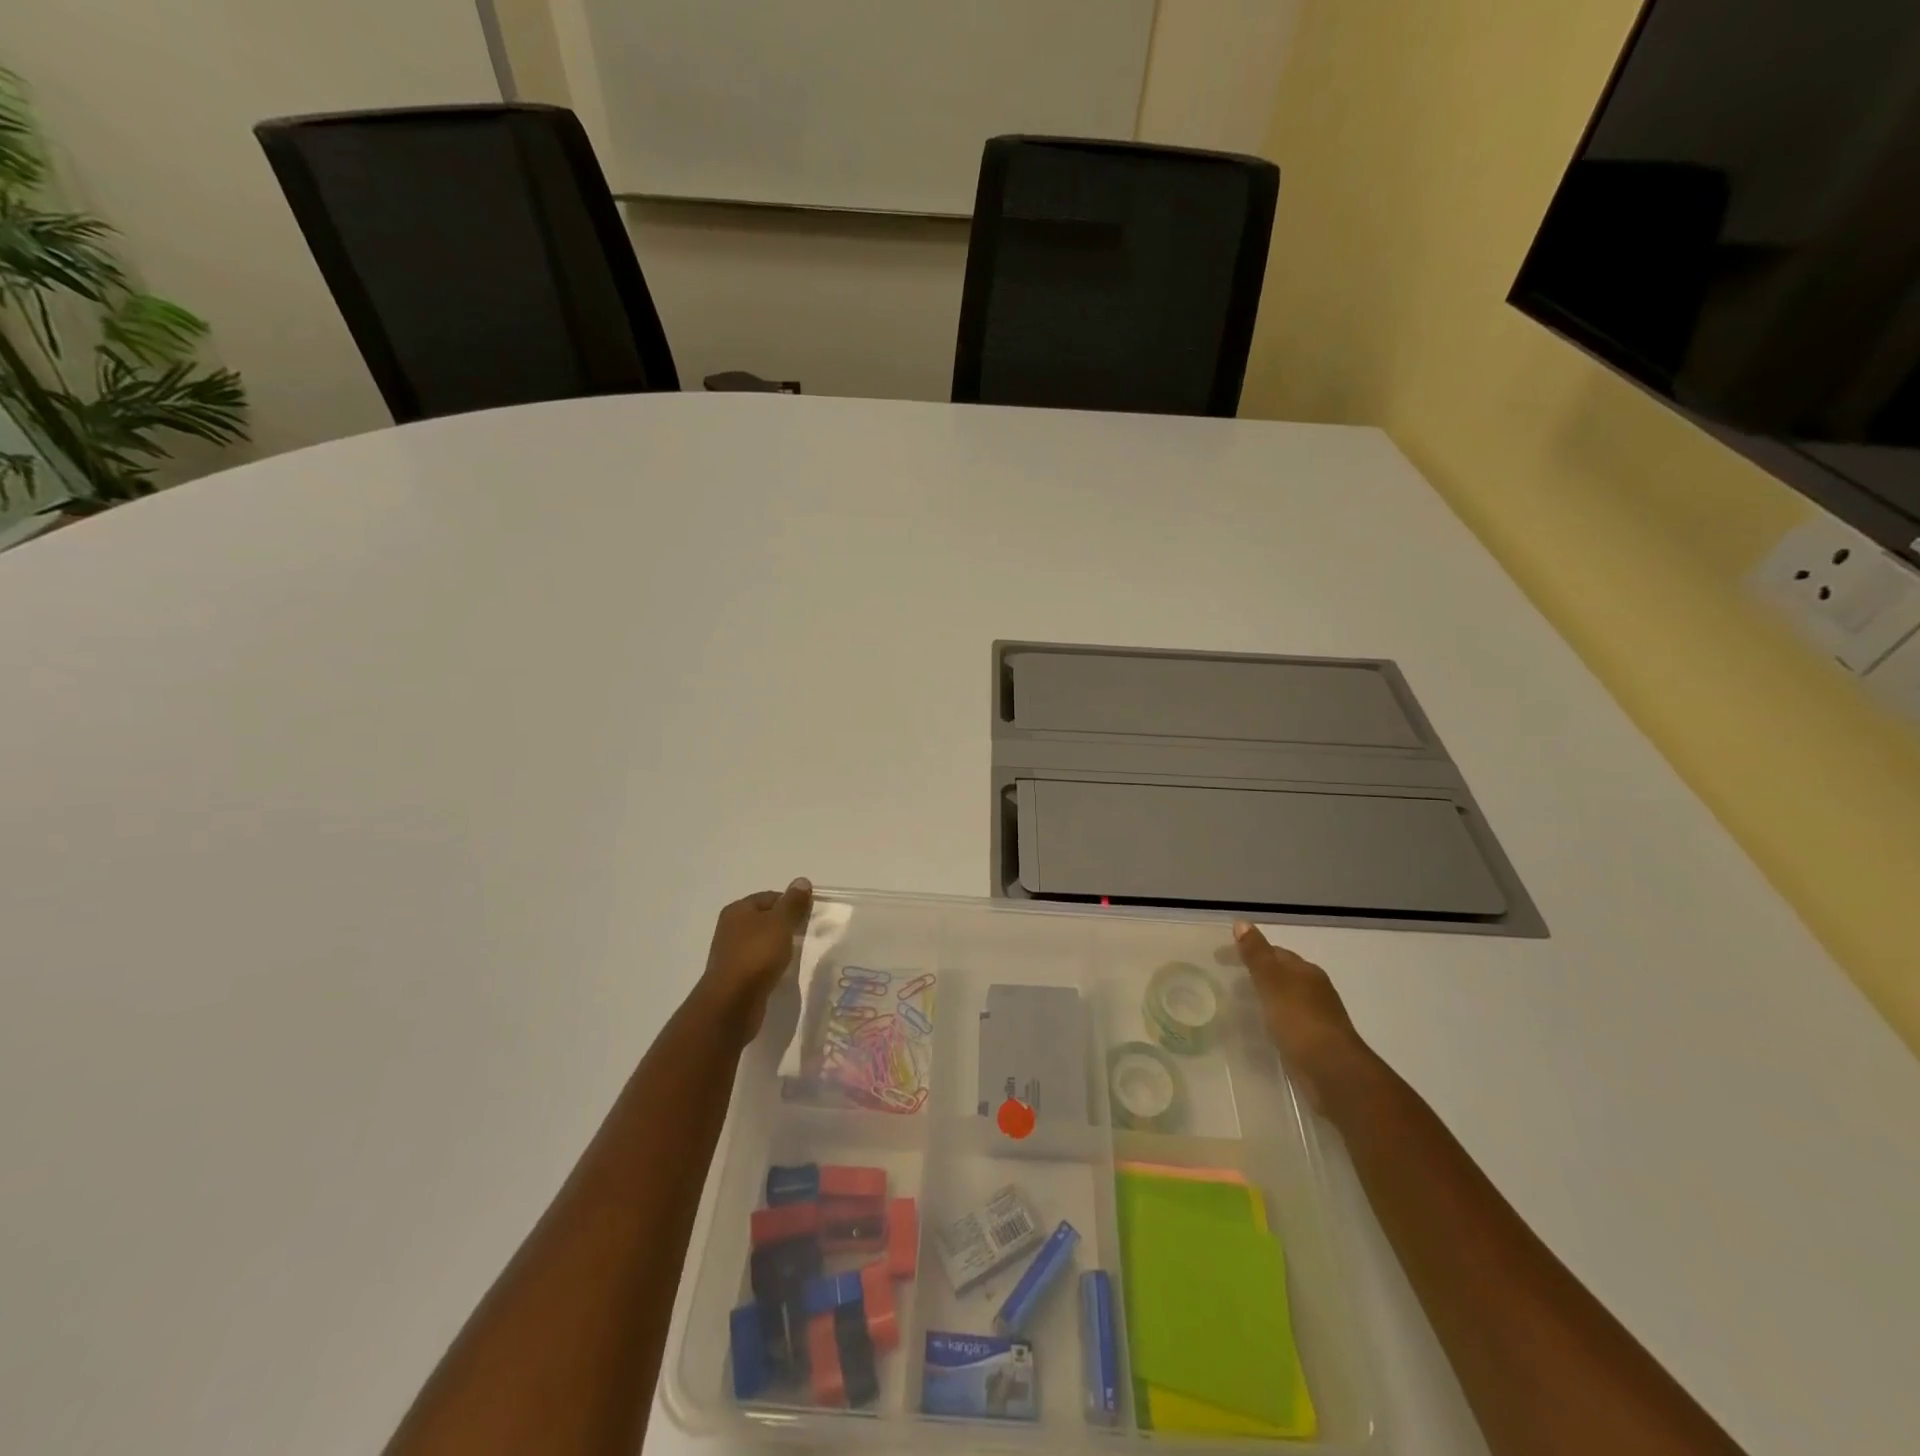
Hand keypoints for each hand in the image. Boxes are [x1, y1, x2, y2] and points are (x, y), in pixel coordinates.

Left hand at [696, 879, 813, 1044]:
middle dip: (787, 925)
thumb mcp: (780, 923)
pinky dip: (772, 964)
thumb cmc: (756, 955)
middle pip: (766, 919)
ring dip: (780, 946)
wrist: (732, 1003)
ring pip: (763, 942)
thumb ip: (793, 902)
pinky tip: (784, 972)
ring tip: (799, 954)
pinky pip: (759, 963)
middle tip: (808, 934)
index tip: (810, 916)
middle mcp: (731, 928)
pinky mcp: (736, 976)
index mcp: (738, 910)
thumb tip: (802, 881)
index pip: (771, 897)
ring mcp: (732, 953)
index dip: (792, 903)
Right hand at [1233, 920, 1373, 1111]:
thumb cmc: (1299, 1020)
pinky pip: (1287, 1021)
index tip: (1220, 958)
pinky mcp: (1314, 1041)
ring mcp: (1317, 1017)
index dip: (1248, 951)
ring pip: (1284, 998)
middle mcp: (1315, 989)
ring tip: (1237, 1004)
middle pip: (1281, 974)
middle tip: (1226, 980)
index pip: (1274, 952)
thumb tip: (1242, 922)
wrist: (1332, 1072)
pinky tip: (1259, 1029)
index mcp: (1306, 971)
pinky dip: (1271, 1018)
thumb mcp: (1272, 982)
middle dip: (1256, 973)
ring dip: (1264, 997)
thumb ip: (1256, 954)